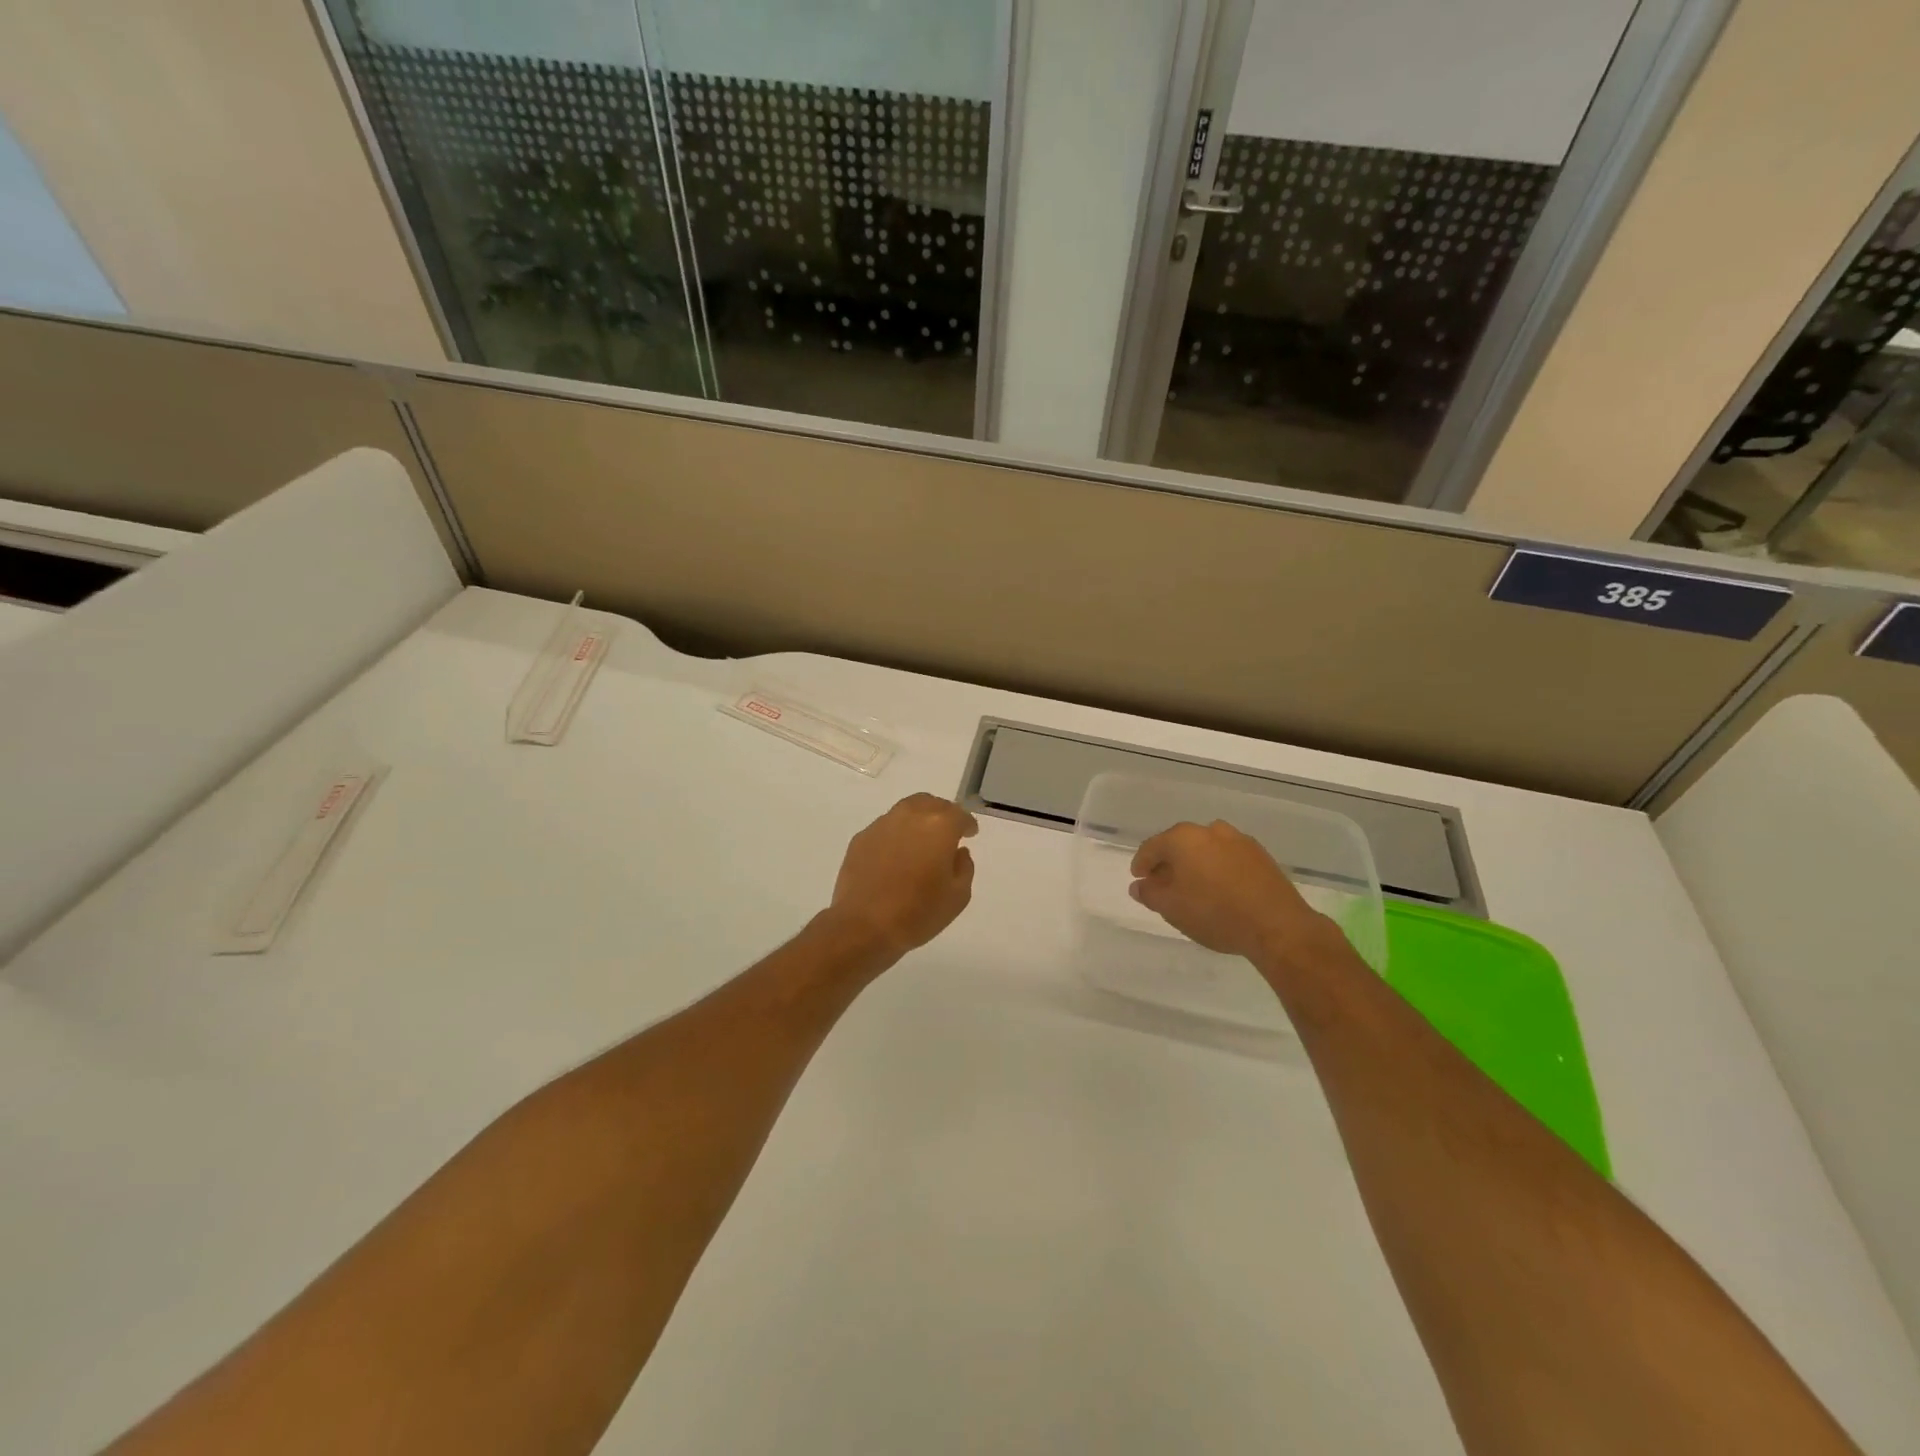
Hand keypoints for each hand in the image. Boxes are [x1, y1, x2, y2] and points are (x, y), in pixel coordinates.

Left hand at [827, 794, 979, 961]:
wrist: (862, 926)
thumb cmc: (917, 913)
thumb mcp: (958, 896)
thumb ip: (964, 867)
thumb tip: (958, 852)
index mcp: (939, 826)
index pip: (959, 814)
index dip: (967, 824)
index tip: (970, 834)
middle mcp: (910, 816)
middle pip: (931, 803)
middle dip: (942, 814)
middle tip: (946, 833)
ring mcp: (882, 825)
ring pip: (906, 811)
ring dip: (918, 821)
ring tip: (921, 843)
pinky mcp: (861, 838)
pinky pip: (885, 828)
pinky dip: (896, 835)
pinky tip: (896, 857)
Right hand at [1129, 820, 1341, 966]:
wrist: (1277, 926)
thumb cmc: (1215, 913)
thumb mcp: (1172, 908)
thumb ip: (1149, 893)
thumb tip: (1140, 885)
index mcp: (1183, 838)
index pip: (1152, 847)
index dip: (1142, 864)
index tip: (1138, 879)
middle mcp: (1210, 830)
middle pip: (1179, 845)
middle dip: (1169, 863)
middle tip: (1163, 886)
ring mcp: (1238, 840)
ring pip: (1206, 849)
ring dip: (1195, 865)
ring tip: (1193, 889)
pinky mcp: (1260, 855)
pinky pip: (1228, 858)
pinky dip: (1217, 869)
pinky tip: (1219, 890)